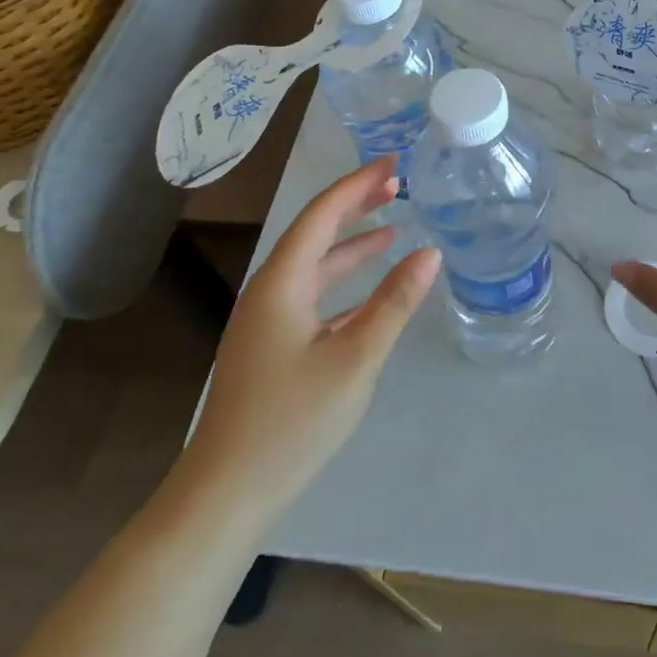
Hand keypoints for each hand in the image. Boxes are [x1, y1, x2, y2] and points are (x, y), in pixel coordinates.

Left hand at [182, 158, 440, 515]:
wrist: (227, 492)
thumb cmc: (292, 421)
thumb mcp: (355, 359)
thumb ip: (394, 304)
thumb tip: (429, 254)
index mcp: (281, 282)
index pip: (322, 214)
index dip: (358, 185)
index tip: (393, 164)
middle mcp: (269, 290)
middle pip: (315, 233)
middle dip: (355, 206)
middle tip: (397, 186)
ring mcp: (267, 319)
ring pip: (314, 265)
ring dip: (351, 244)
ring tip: (392, 227)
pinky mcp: (271, 345)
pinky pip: (312, 295)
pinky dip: (342, 282)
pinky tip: (368, 289)